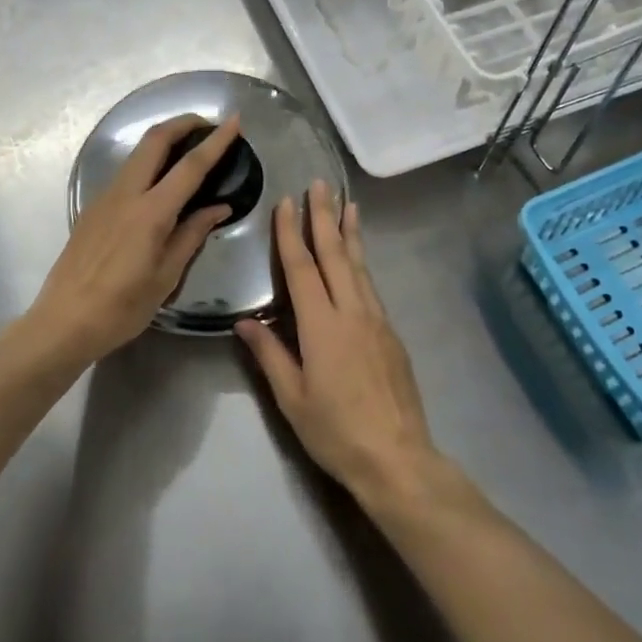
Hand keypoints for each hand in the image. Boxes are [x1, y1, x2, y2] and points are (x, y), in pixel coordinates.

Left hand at [29, 115, 241, 362]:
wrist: (63, 322)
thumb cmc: (121, 307)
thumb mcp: (166, 276)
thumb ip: (192, 235)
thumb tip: (218, 208)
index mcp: (150, 212)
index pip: (190, 166)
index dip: (216, 141)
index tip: (234, 122)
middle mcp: (126, 194)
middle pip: (155, 139)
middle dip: (183, 123)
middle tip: (208, 125)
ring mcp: (105, 198)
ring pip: (137, 153)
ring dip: (164, 140)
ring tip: (189, 149)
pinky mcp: (93, 208)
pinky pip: (126, 172)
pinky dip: (149, 163)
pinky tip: (161, 182)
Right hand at [237, 180, 442, 508]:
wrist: (397, 457)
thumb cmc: (336, 431)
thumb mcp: (292, 399)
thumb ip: (269, 356)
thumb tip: (244, 322)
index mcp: (322, 326)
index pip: (302, 269)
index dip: (291, 234)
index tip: (286, 202)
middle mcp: (352, 312)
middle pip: (335, 255)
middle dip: (325, 217)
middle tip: (320, 184)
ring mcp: (376, 321)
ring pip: (359, 266)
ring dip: (350, 233)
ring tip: (348, 205)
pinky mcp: (391, 334)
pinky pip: (371, 287)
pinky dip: (362, 263)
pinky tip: (359, 259)